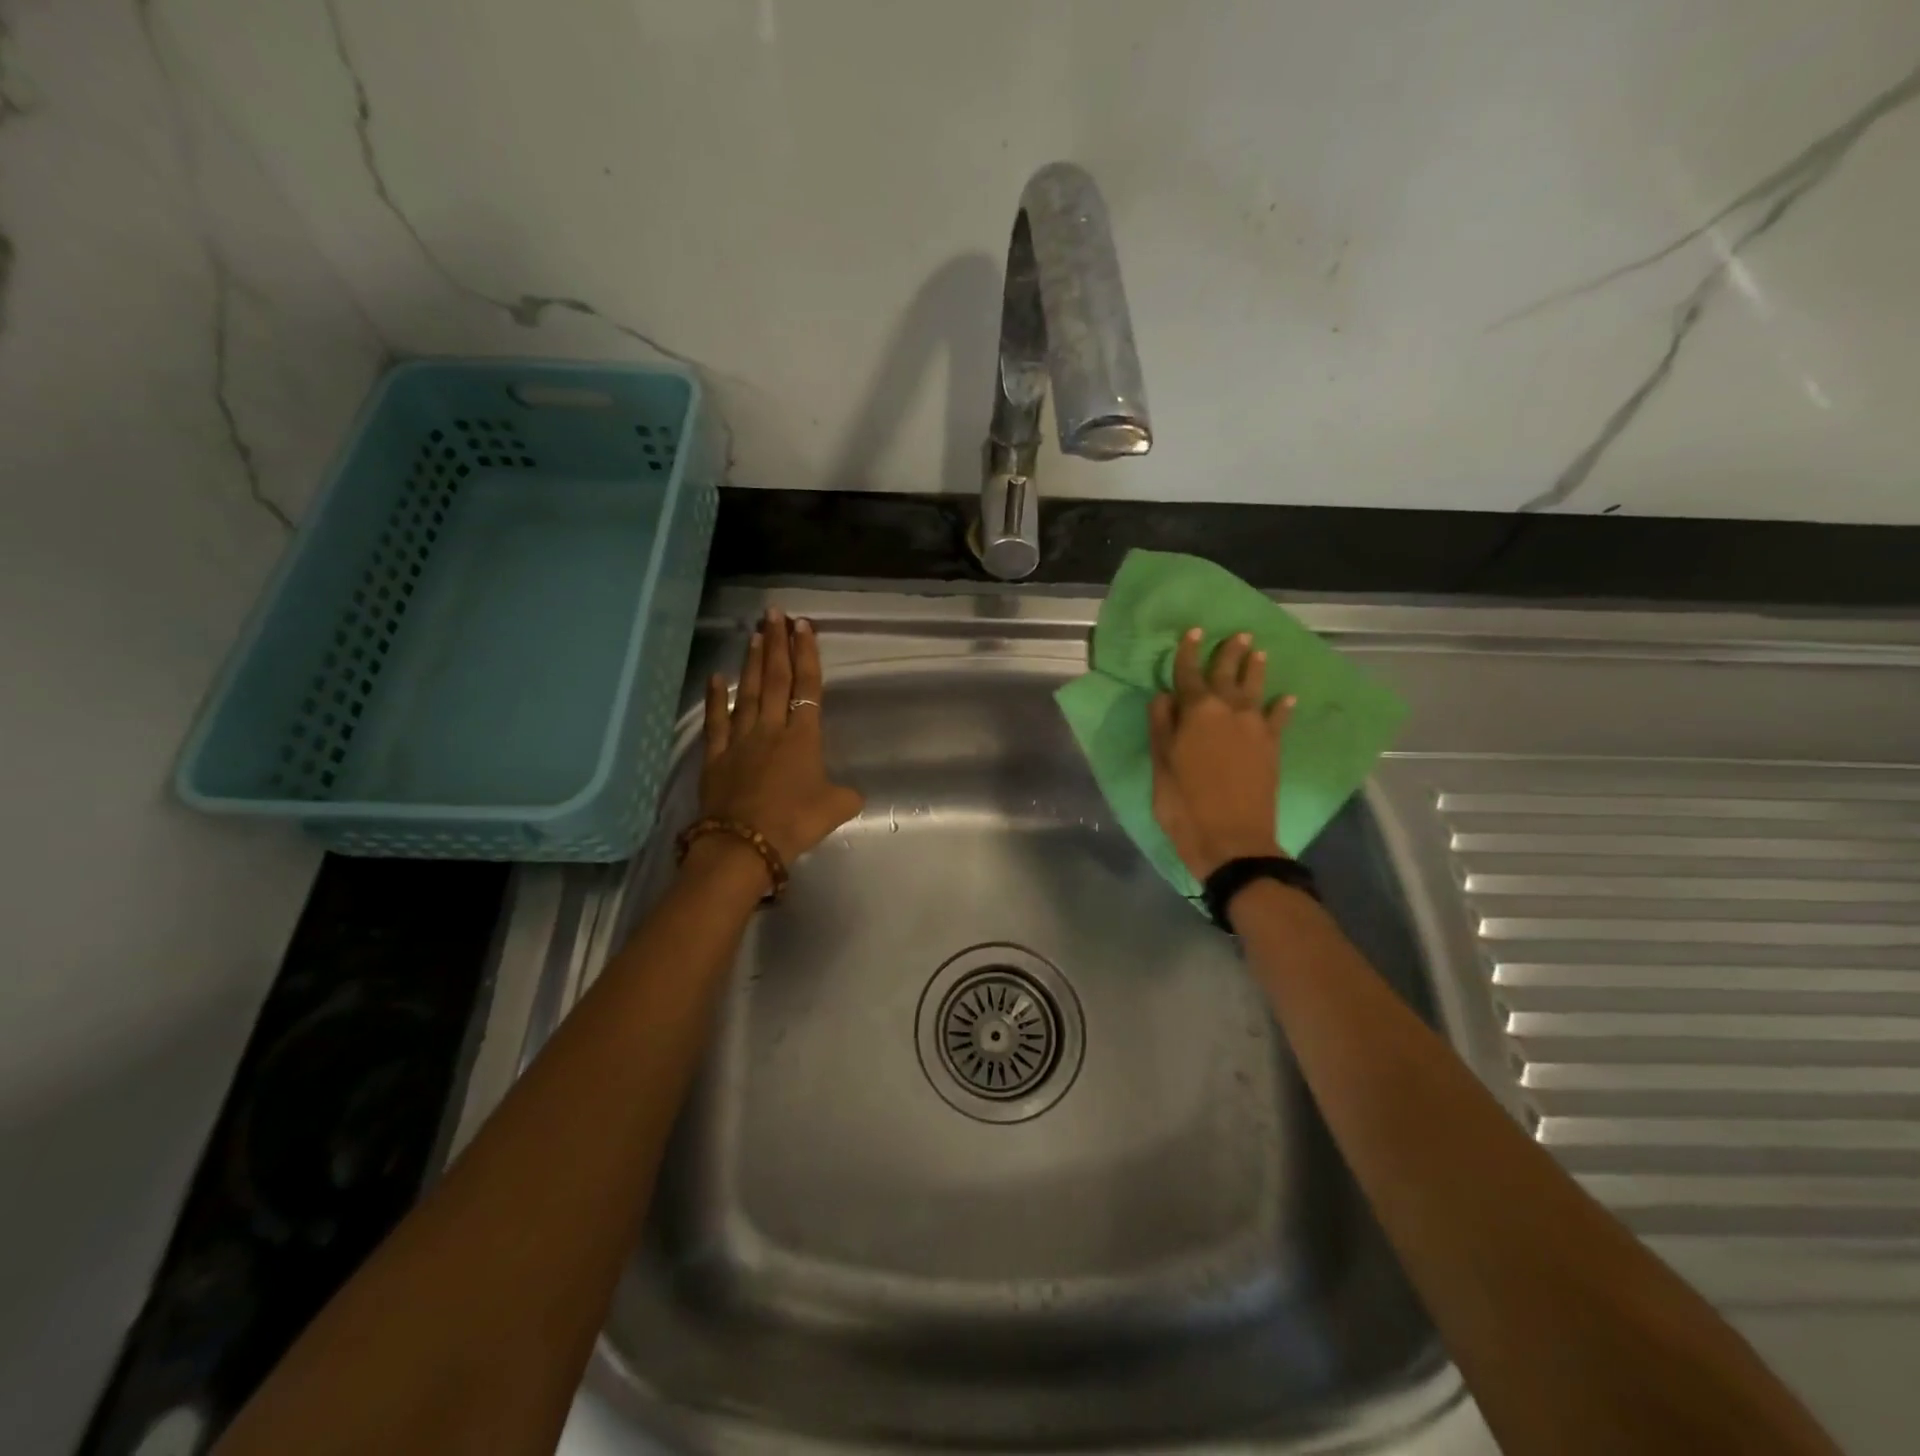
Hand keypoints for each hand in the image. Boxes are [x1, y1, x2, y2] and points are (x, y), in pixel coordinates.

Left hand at [698, 609, 863, 868]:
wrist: (745, 844)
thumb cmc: (795, 822)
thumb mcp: (835, 809)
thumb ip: (846, 795)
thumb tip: (852, 794)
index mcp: (803, 737)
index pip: (807, 686)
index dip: (807, 655)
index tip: (803, 626)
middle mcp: (772, 729)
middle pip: (775, 679)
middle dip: (777, 644)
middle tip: (775, 614)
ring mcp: (741, 740)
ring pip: (748, 692)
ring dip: (752, 662)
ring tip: (755, 634)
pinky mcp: (716, 756)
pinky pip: (716, 721)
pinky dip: (715, 698)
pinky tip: (716, 677)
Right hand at [1148, 628, 1295, 879]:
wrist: (1232, 840)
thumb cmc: (1185, 804)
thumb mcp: (1161, 765)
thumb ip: (1162, 726)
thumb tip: (1164, 696)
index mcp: (1196, 712)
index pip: (1190, 674)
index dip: (1190, 653)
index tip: (1193, 632)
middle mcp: (1228, 711)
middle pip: (1228, 675)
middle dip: (1230, 653)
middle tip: (1238, 634)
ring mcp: (1255, 729)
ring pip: (1255, 690)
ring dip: (1256, 670)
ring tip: (1259, 652)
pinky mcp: (1272, 748)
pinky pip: (1278, 719)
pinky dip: (1282, 707)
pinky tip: (1287, 699)